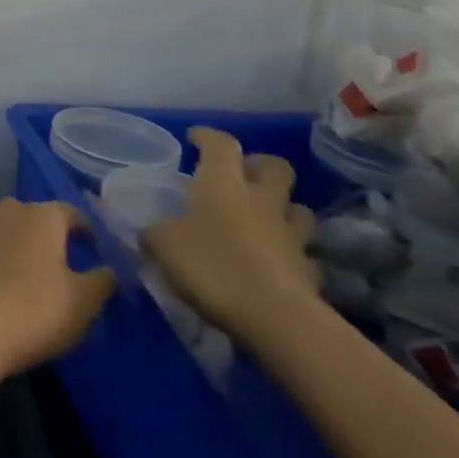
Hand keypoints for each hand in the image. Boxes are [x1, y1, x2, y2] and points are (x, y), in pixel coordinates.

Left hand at [0, 199, 114, 381]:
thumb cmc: (33, 311)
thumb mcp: (83, 303)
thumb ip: (101, 281)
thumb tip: (108, 269)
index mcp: (40, 217)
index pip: (69, 212)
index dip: (83, 228)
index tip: (92, 244)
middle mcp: (4, 211)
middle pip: (31, 217)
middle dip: (45, 234)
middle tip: (57, 260)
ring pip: (0, 229)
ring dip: (12, 244)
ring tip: (22, 272)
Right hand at [142, 127, 317, 344]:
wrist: (277, 320)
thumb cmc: (213, 266)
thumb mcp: (164, 245)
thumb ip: (155, 232)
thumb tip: (148, 232)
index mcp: (223, 183)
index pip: (221, 144)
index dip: (208, 137)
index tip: (195, 138)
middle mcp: (261, 201)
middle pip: (275, 167)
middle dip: (258, 166)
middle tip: (240, 176)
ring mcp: (291, 236)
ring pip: (297, 209)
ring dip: (282, 209)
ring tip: (262, 220)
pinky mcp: (310, 272)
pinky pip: (303, 254)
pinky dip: (290, 254)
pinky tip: (274, 264)